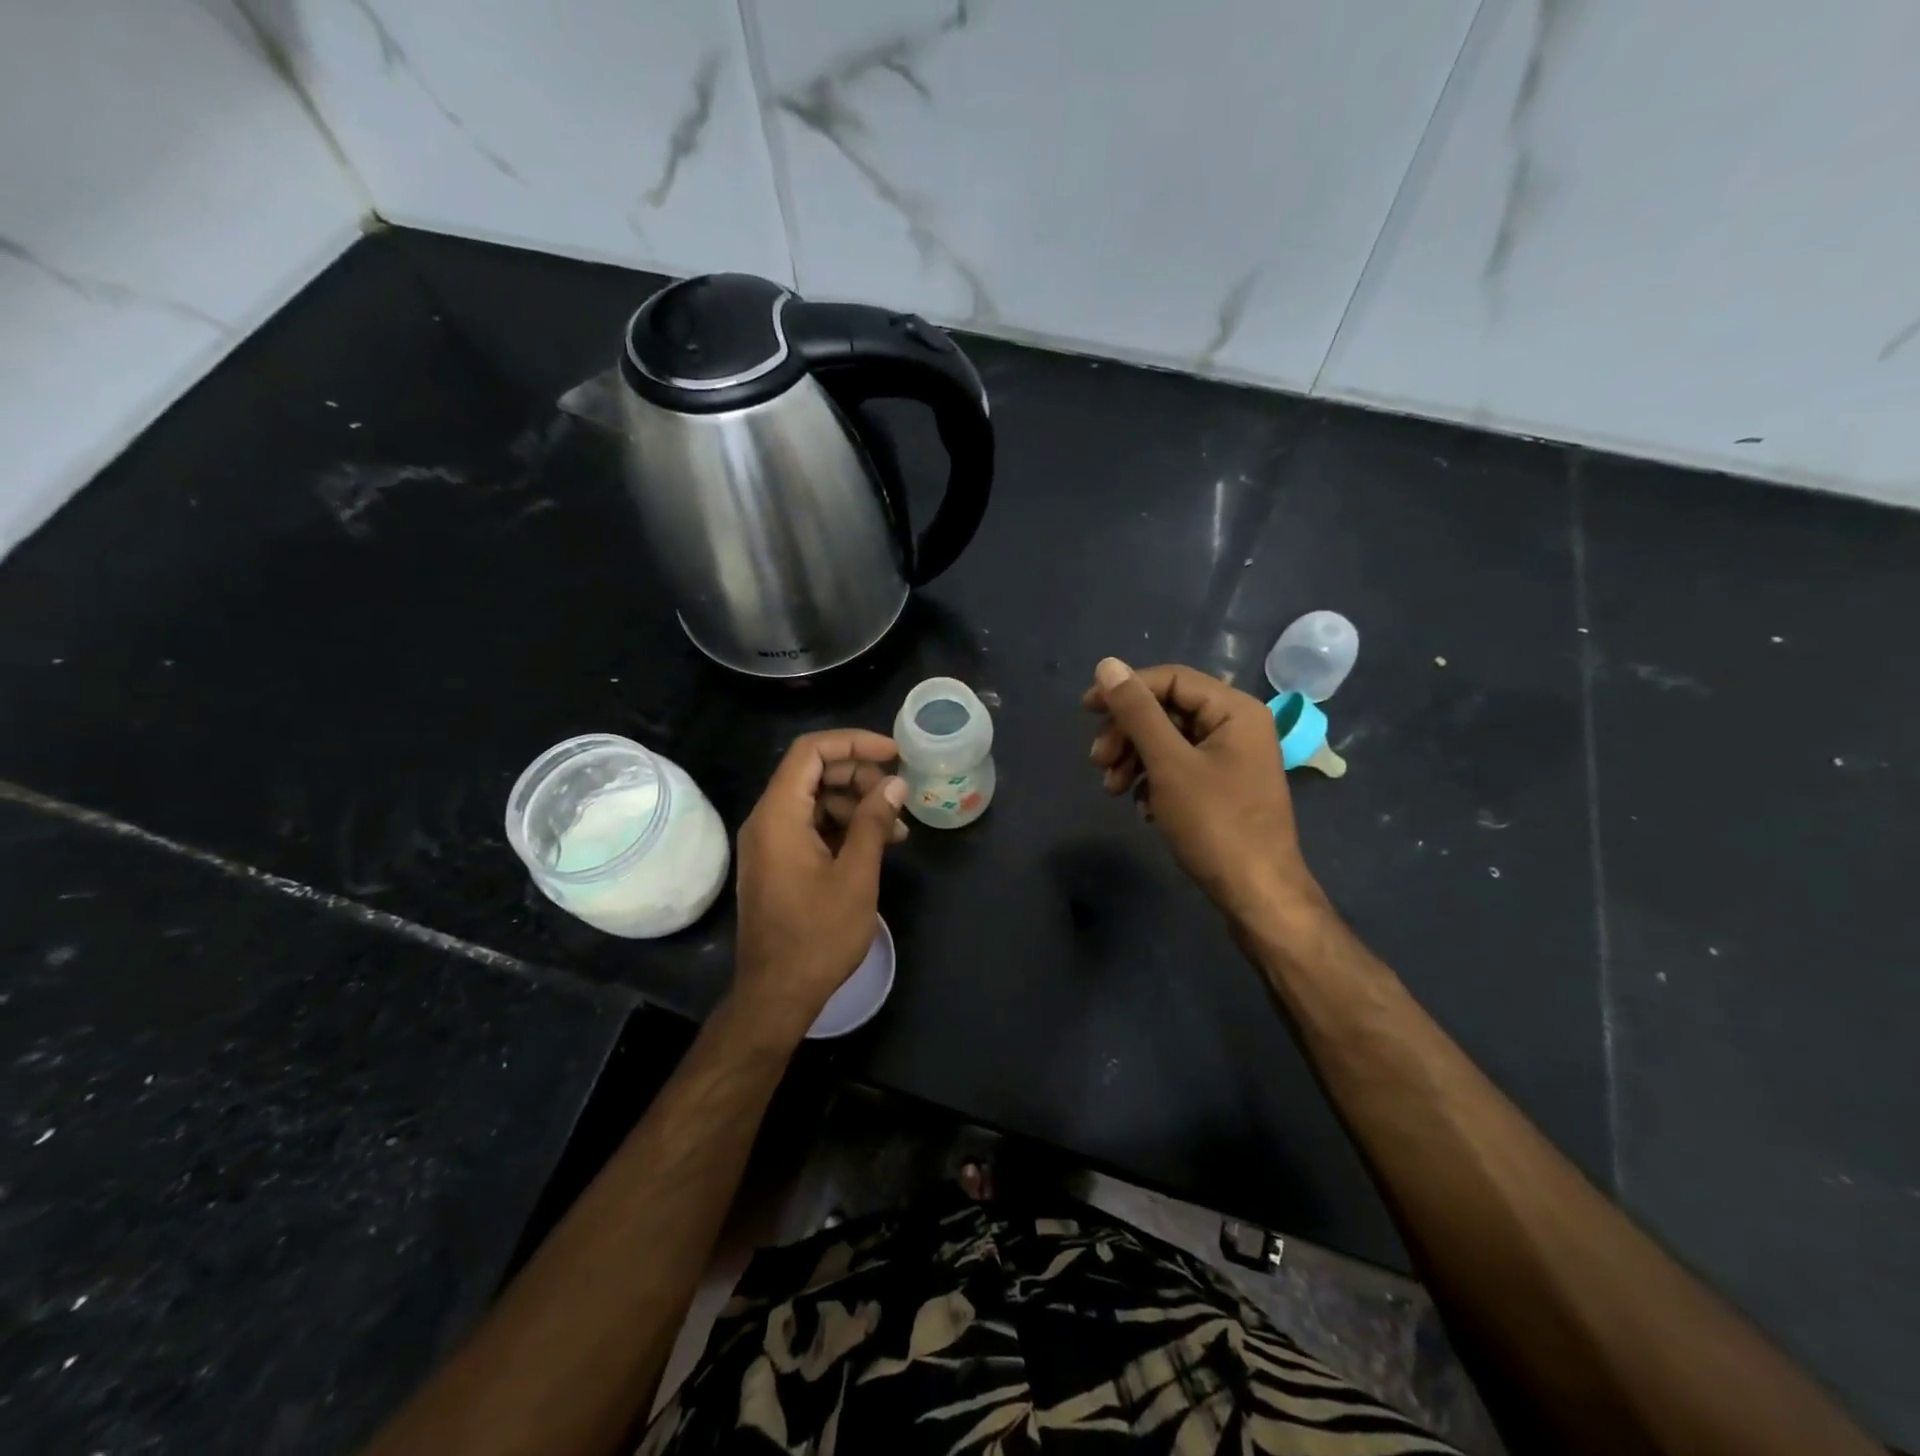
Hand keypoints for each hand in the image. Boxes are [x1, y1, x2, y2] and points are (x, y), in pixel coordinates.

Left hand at [732, 730, 906, 1040]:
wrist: (776, 994)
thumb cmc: (817, 936)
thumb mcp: (856, 875)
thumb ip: (873, 822)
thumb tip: (895, 783)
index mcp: (778, 815)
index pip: (811, 751)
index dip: (854, 743)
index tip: (894, 754)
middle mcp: (767, 820)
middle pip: (813, 773)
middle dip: (860, 777)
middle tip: (898, 797)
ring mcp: (770, 843)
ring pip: (816, 800)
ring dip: (857, 806)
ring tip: (897, 830)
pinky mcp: (779, 862)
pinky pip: (811, 827)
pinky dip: (843, 828)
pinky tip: (877, 845)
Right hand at [1084, 658, 1323, 926]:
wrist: (1257, 894)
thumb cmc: (1215, 824)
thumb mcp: (1169, 764)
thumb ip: (1137, 712)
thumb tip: (1107, 665)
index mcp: (1234, 710)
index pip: (1170, 679)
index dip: (1125, 690)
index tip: (1086, 712)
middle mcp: (1236, 725)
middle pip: (1167, 710)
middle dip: (1127, 733)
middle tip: (1097, 761)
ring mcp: (1232, 758)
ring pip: (1169, 741)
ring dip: (1134, 759)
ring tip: (1113, 789)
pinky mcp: (1224, 786)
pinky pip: (1179, 767)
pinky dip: (1153, 780)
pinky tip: (1142, 807)